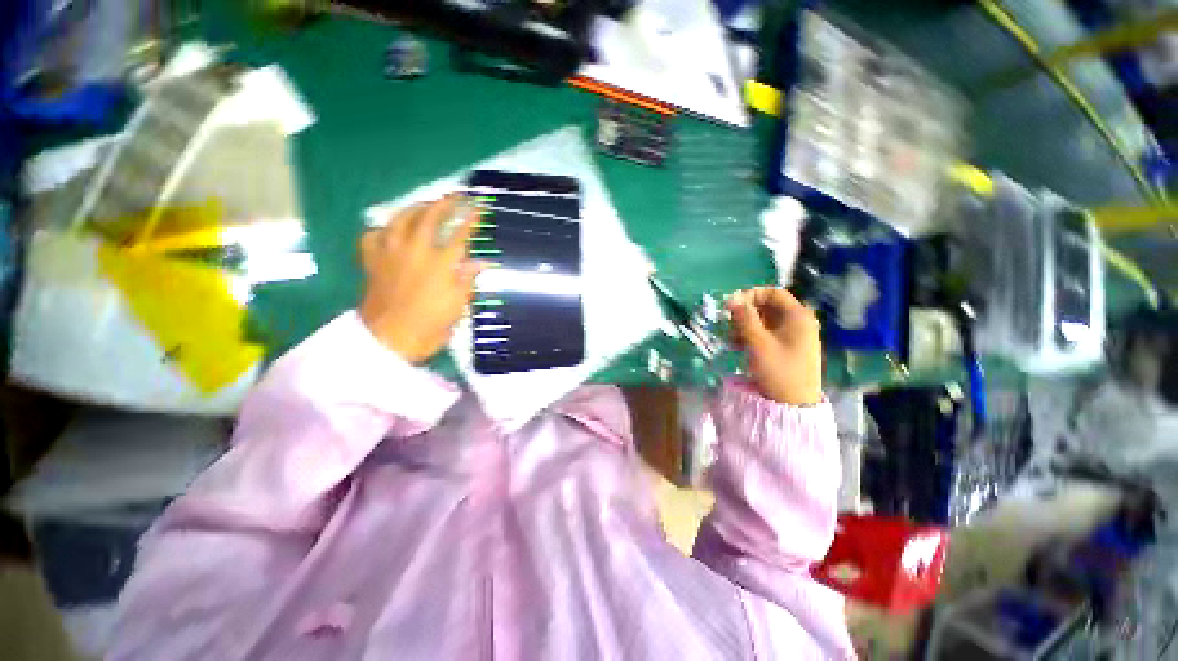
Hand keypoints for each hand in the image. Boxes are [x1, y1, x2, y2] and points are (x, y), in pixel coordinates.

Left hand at [358, 196, 482, 363]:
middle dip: (445, 204)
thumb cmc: (431, 324)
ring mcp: (390, 254)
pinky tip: (389, 231)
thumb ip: (467, 279)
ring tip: (425, 205)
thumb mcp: (458, 304)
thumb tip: (482, 262)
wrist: (391, 338)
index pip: (459, 235)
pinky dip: (381, 231)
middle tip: (455, 196)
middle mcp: (415, 251)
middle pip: (429, 218)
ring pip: (400, 220)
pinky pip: (372, 237)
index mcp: (440, 263)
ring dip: (415, 208)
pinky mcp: (372, 261)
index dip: (470, 219)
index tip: (479, 207)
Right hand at [727, 287, 823, 405]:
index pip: (773, 293)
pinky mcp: (789, 347)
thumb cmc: (778, 370)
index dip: (751, 295)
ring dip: (747, 325)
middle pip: (769, 306)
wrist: (794, 404)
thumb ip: (745, 319)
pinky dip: (753, 335)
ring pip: (766, 320)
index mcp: (798, 316)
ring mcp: (796, 335)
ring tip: (732, 339)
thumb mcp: (758, 343)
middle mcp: (799, 322)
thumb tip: (732, 299)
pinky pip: (769, 333)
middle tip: (729, 324)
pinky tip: (739, 346)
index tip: (731, 305)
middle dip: (746, 312)